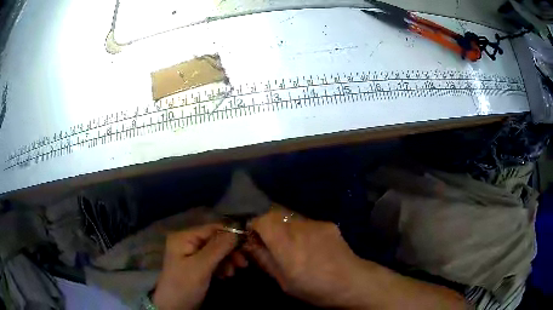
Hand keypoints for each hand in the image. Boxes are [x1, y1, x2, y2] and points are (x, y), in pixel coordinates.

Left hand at [153, 224, 236, 309]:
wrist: (174, 306)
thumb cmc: (184, 285)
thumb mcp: (201, 267)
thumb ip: (218, 248)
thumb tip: (237, 231)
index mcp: (184, 237)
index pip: (212, 229)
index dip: (230, 234)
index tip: (247, 245)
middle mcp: (187, 242)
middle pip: (215, 240)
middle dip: (230, 251)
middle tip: (243, 263)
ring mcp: (191, 254)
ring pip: (216, 251)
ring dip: (227, 260)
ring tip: (232, 273)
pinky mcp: (196, 265)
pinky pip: (213, 261)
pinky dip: (222, 266)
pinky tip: (226, 275)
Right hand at [244, 208, 370, 308]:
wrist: (353, 282)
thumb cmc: (315, 288)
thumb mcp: (284, 282)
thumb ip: (264, 260)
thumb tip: (249, 245)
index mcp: (287, 244)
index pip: (262, 220)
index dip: (254, 226)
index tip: (254, 238)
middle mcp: (300, 228)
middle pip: (275, 216)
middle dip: (268, 227)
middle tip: (271, 245)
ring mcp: (316, 223)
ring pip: (290, 219)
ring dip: (285, 229)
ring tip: (293, 248)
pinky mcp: (328, 224)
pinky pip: (306, 223)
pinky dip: (301, 231)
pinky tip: (311, 247)